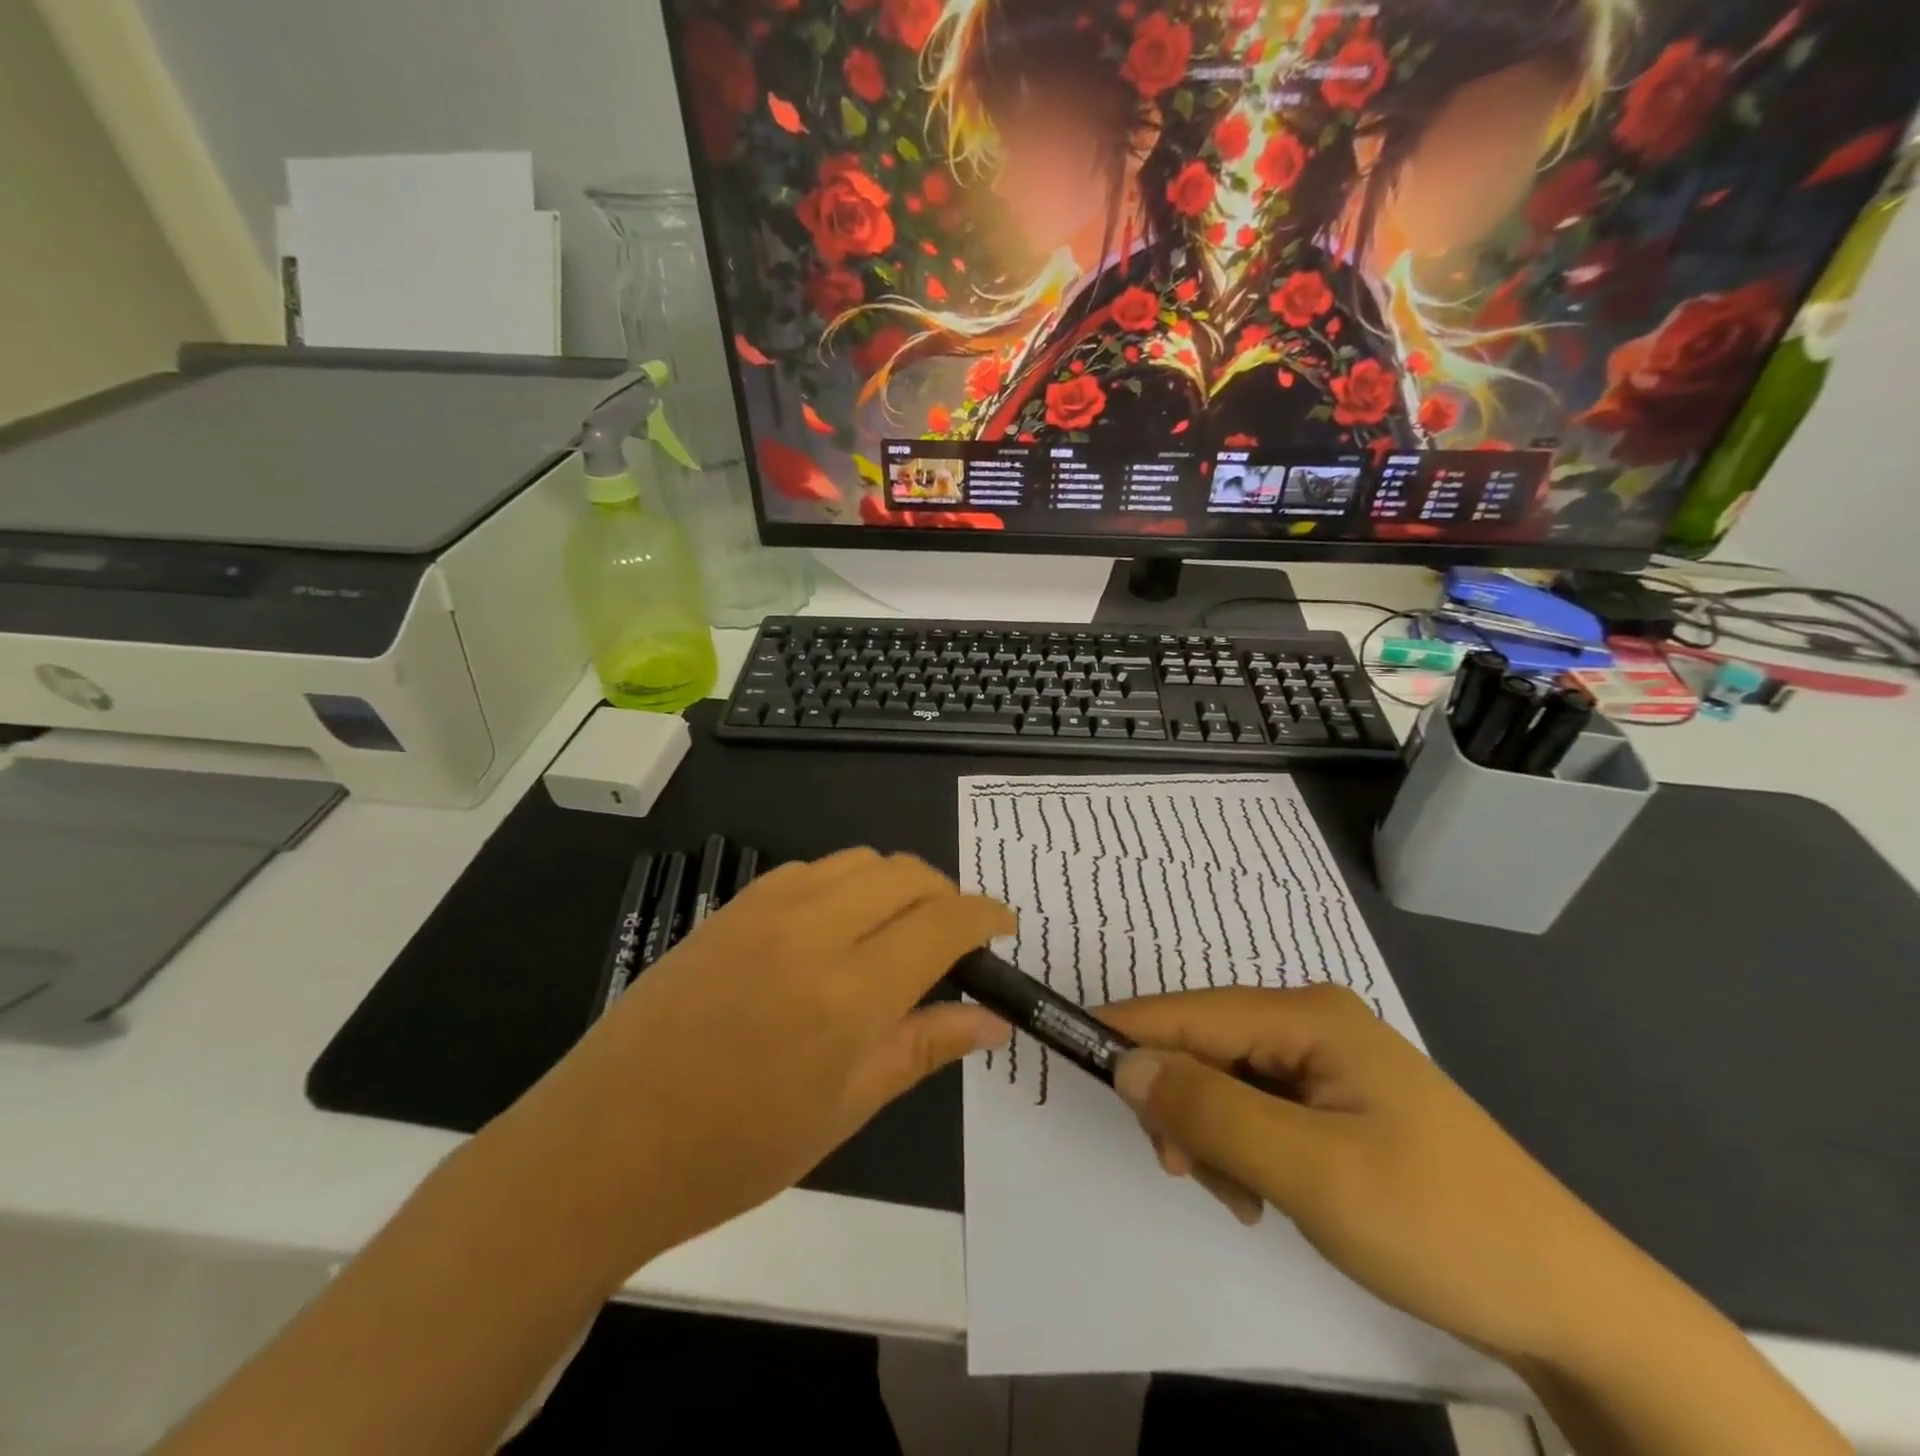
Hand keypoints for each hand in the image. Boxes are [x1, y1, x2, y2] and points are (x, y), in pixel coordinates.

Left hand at [502, 850, 1011, 1273]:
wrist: (603, 1143)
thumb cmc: (734, 1150)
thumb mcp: (845, 1109)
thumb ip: (923, 1046)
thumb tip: (992, 1020)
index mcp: (849, 990)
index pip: (944, 921)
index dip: (985, 916)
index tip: (1004, 928)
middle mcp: (813, 928)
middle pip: (907, 873)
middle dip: (946, 896)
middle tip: (954, 942)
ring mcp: (767, 908)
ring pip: (861, 861)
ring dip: (897, 885)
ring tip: (898, 935)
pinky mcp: (734, 905)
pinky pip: (813, 870)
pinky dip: (847, 885)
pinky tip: (836, 931)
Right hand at [1100, 985, 1651, 1369]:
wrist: (1571, 1301)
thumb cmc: (1439, 1224)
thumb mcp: (1312, 1173)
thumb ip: (1211, 1112)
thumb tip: (1126, 1064)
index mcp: (1307, 1015)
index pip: (1190, 1012)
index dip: (1128, 1032)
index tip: (1070, 1052)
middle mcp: (1311, 1022)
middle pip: (1205, 1045)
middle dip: (1181, 1105)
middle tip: (1190, 1174)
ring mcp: (1327, 1062)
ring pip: (1227, 1081)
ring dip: (1213, 1134)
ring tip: (1242, 1198)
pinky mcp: (1337, 1101)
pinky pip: (1259, 1108)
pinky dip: (1243, 1147)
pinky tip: (1265, 1191)